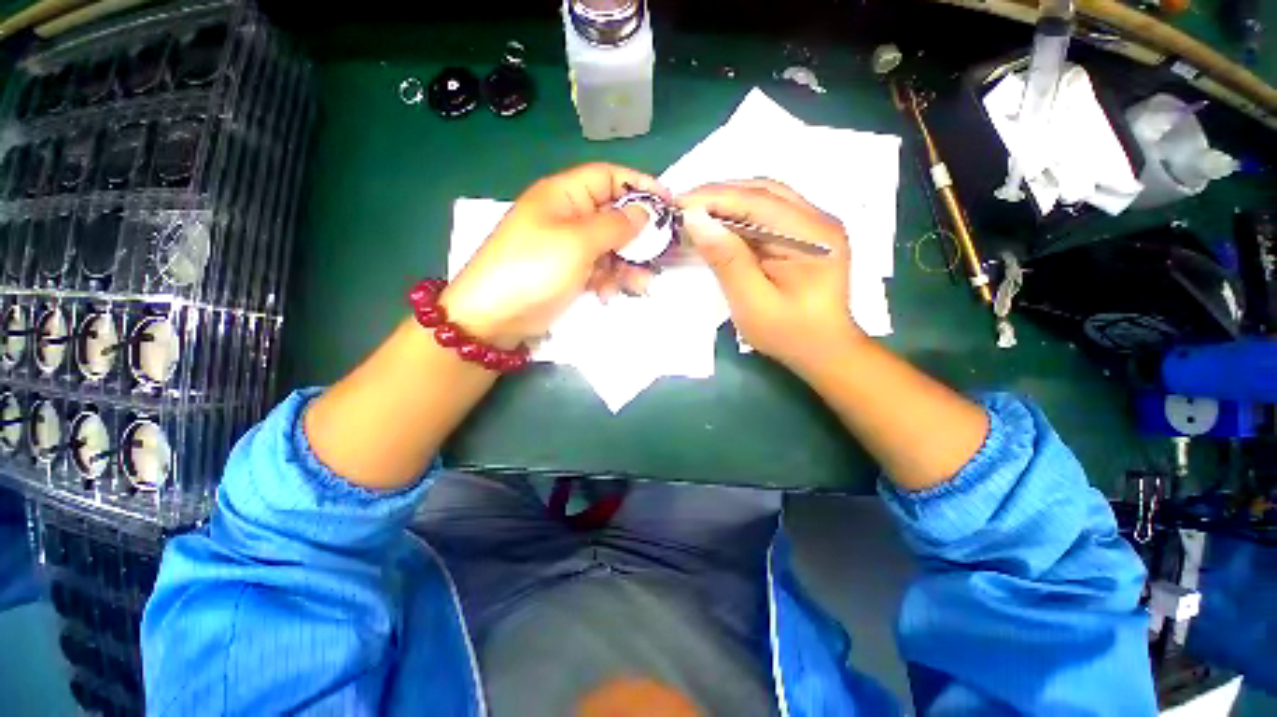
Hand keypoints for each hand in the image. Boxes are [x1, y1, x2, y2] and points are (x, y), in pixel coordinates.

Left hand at [441, 163, 666, 347]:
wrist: (495, 317)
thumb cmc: (534, 269)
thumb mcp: (578, 242)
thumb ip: (615, 225)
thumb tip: (644, 212)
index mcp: (564, 195)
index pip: (609, 177)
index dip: (640, 185)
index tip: (668, 205)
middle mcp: (568, 217)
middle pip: (613, 216)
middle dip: (637, 237)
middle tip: (658, 256)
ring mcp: (568, 247)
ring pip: (610, 248)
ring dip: (626, 265)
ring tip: (639, 285)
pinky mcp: (569, 273)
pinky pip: (599, 270)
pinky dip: (609, 281)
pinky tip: (608, 295)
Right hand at [676, 180, 864, 371]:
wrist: (822, 350)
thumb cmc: (789, 334)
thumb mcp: (753, 303)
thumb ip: (727, 261)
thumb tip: (695, 220)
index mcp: (813, 236)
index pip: (759, 201)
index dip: (716, 198)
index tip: (679, 204)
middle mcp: (818, 220)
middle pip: (763, 191)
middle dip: (719, 195)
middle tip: (682, 207)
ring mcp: (813, 225)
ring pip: (764, 198)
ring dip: (727, 202)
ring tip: (695, 213)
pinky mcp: (802, 235)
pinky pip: (766, 214)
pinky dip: (738, 216)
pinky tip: (718, 225)